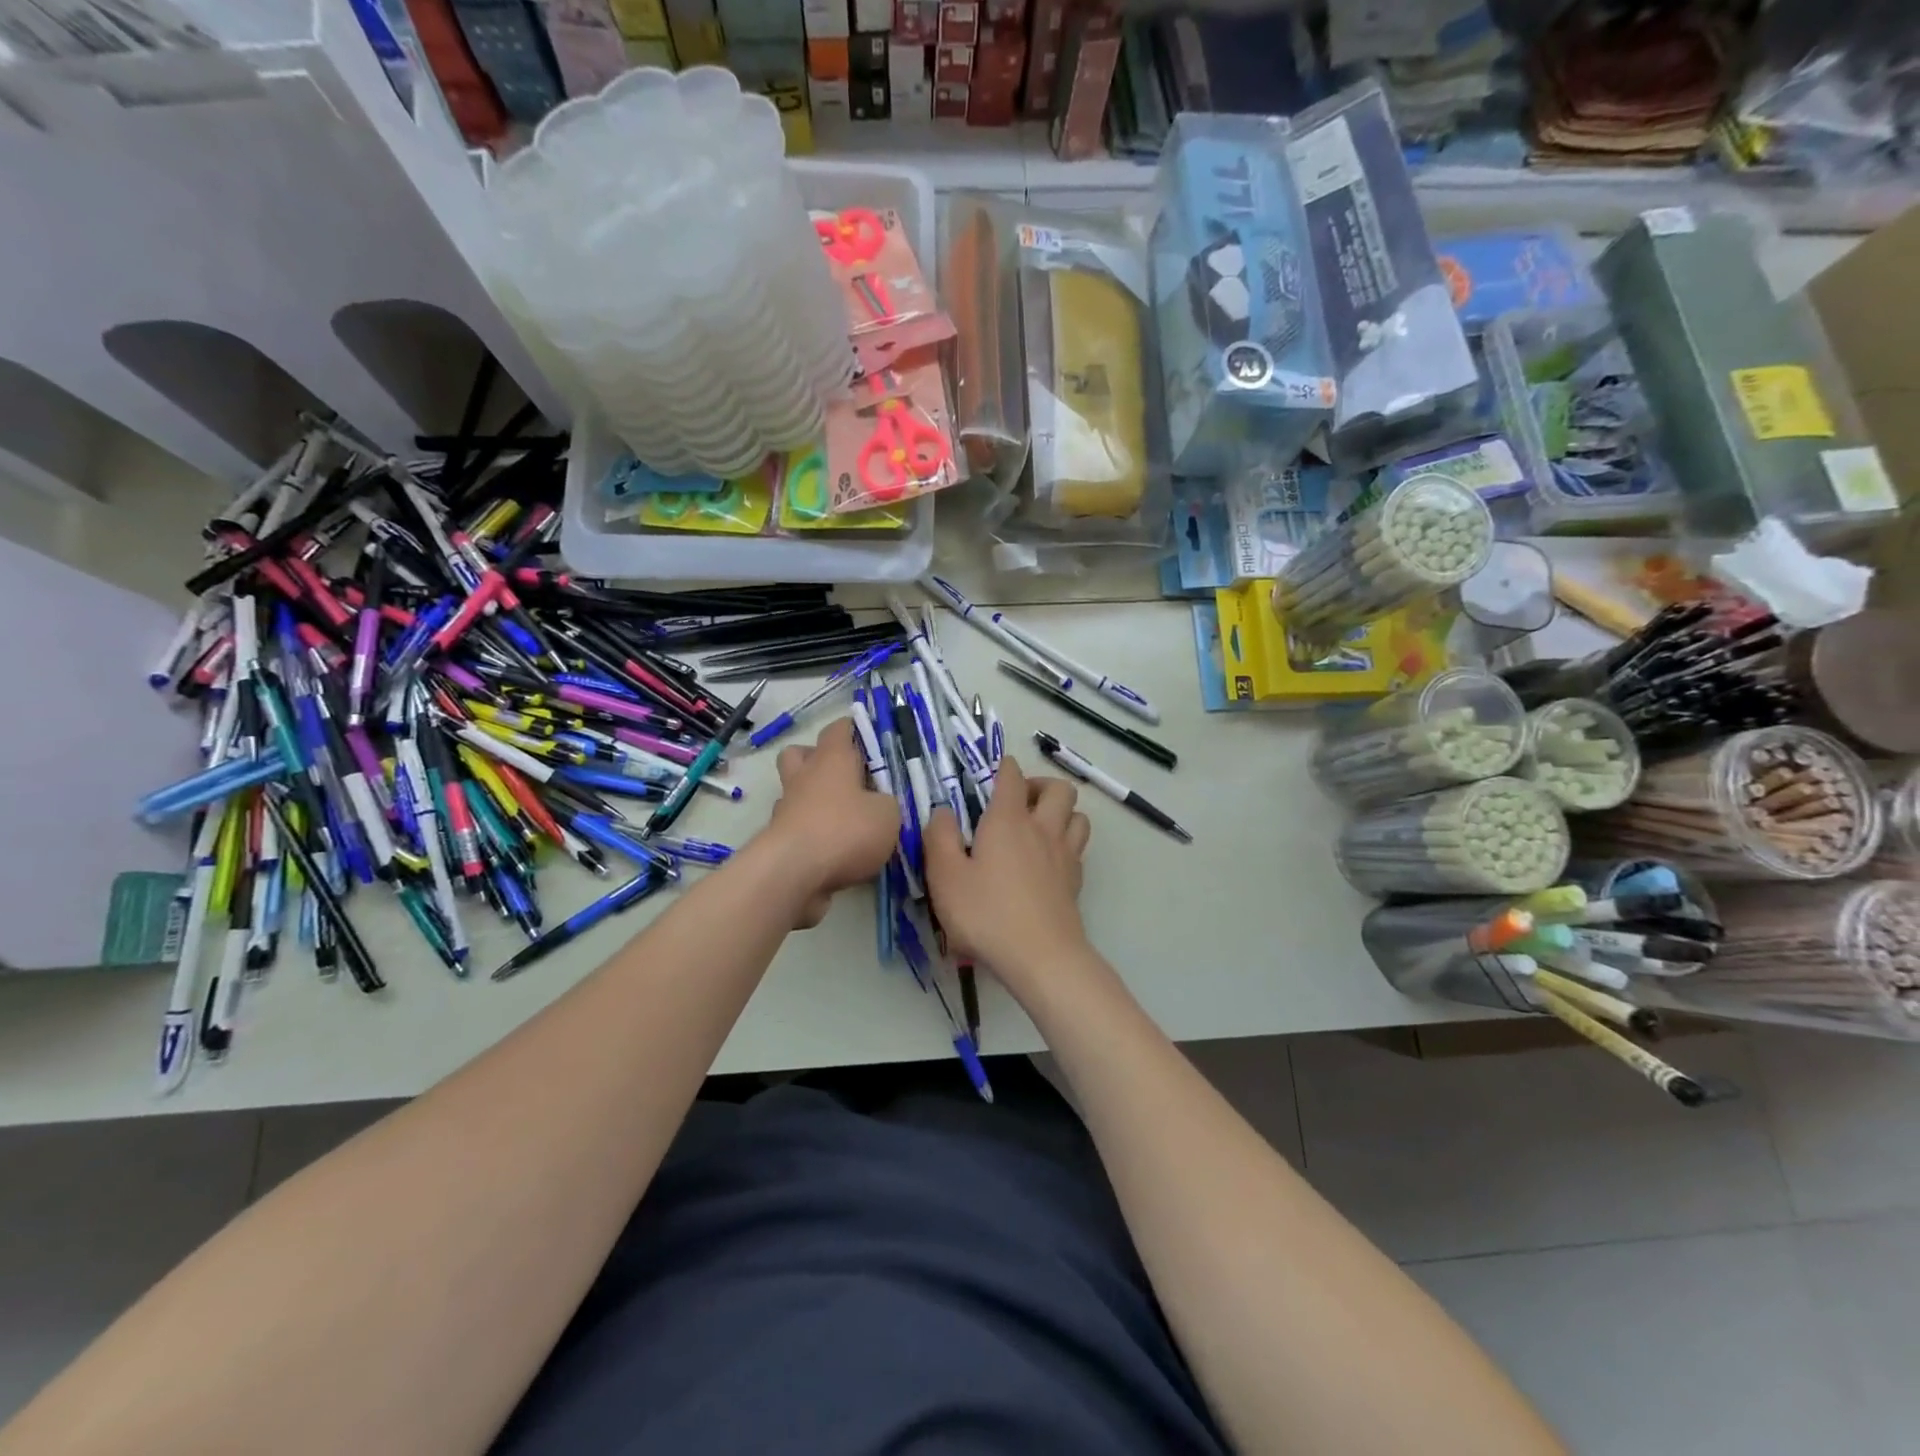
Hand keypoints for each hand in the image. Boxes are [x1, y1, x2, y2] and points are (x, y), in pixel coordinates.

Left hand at [764, 717, 900, 927]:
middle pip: (801, 753)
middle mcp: (805, 776)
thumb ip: (888, 803)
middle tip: (848, 778)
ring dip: (815, 799)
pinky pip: (798, 826)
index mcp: (832, 759)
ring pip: (796, 791)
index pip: (840, 728)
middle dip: (820, 760)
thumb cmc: (845, 830)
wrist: (794, 873)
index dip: (855, 730)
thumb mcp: (888, 814)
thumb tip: (880, 804)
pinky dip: (813, 833)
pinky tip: (835, 849)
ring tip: (844, 818)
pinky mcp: (779, 839)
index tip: (872, 742)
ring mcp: (787, 808)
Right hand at [923, 755, 1091, 988]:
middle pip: (1059, 789)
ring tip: (1038, 828)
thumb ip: (939, 838)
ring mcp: (1065, 855)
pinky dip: (1066, 844)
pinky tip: (1047, 862)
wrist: (1042, 958)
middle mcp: (1042, 829)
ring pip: (1078, 816)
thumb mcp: (945, 876)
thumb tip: (943, 812)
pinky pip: (1078, 848)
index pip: (1012, 777)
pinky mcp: (1075, 882)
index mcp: (1008, 821)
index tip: (995, 770)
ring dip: (1061, 813)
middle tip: (1019, 801)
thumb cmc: (987, 914)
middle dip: (1040, 785)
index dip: (1004, 767)